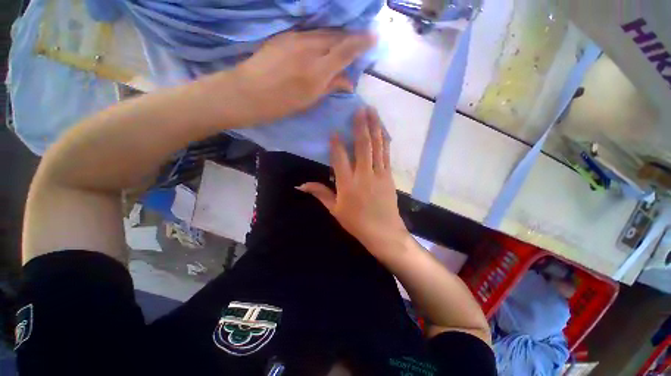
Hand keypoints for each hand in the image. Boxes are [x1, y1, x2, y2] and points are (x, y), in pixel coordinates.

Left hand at [230, 30, 376, 123]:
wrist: (247, 92)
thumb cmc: (280, 104)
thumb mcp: (309, 101)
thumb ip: (330, 86)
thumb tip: (349, 81)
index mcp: (317, 71)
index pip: (345, 50)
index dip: (362, 42)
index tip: (374, 37)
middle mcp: (309, 49)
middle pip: (336, 37)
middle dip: (351, 38)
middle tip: (359, 43)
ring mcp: (295, 38)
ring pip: (324, 33)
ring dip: (337, 37)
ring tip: (343, 43)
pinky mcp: (285, 36)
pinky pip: (310, 33)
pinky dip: (321, 37)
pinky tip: (322, 44)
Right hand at [298, 107, 409, 253]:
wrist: (383, 232)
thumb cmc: (356, 222)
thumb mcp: (335, 210)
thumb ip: (320, 194)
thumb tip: (300, 185)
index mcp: (348, 184)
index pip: (340, 158)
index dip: (336, 143)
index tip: (334, 130)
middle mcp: (364, 175)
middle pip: (363, 146)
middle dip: (361, 126)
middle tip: (360, 109)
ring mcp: (379, 174)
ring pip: (377, 147)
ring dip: (375, 128)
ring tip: (373, 112)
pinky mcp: (389, 176)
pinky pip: (386, 155)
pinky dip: (384, 141)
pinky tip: (383, 131)